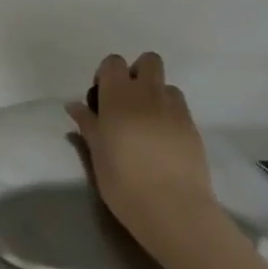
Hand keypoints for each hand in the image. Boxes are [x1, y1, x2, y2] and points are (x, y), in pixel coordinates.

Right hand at [66, 53, 220, 262]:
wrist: (172, 207)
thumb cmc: (123, 181)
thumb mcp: (96, 153)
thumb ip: (88, 124)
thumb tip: (75, 106)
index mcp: (119, 97)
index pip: (114, 63)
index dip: (107, 75)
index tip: (101, 99)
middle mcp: (148, 94)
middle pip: (148, 61)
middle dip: (137, 73)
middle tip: (126, 103)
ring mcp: (175, 109)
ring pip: (166, 84)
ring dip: (155, 94)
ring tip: (146, 123)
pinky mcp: (192, 126)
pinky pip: (179, 106)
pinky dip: (169, 113)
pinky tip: (162, 140)